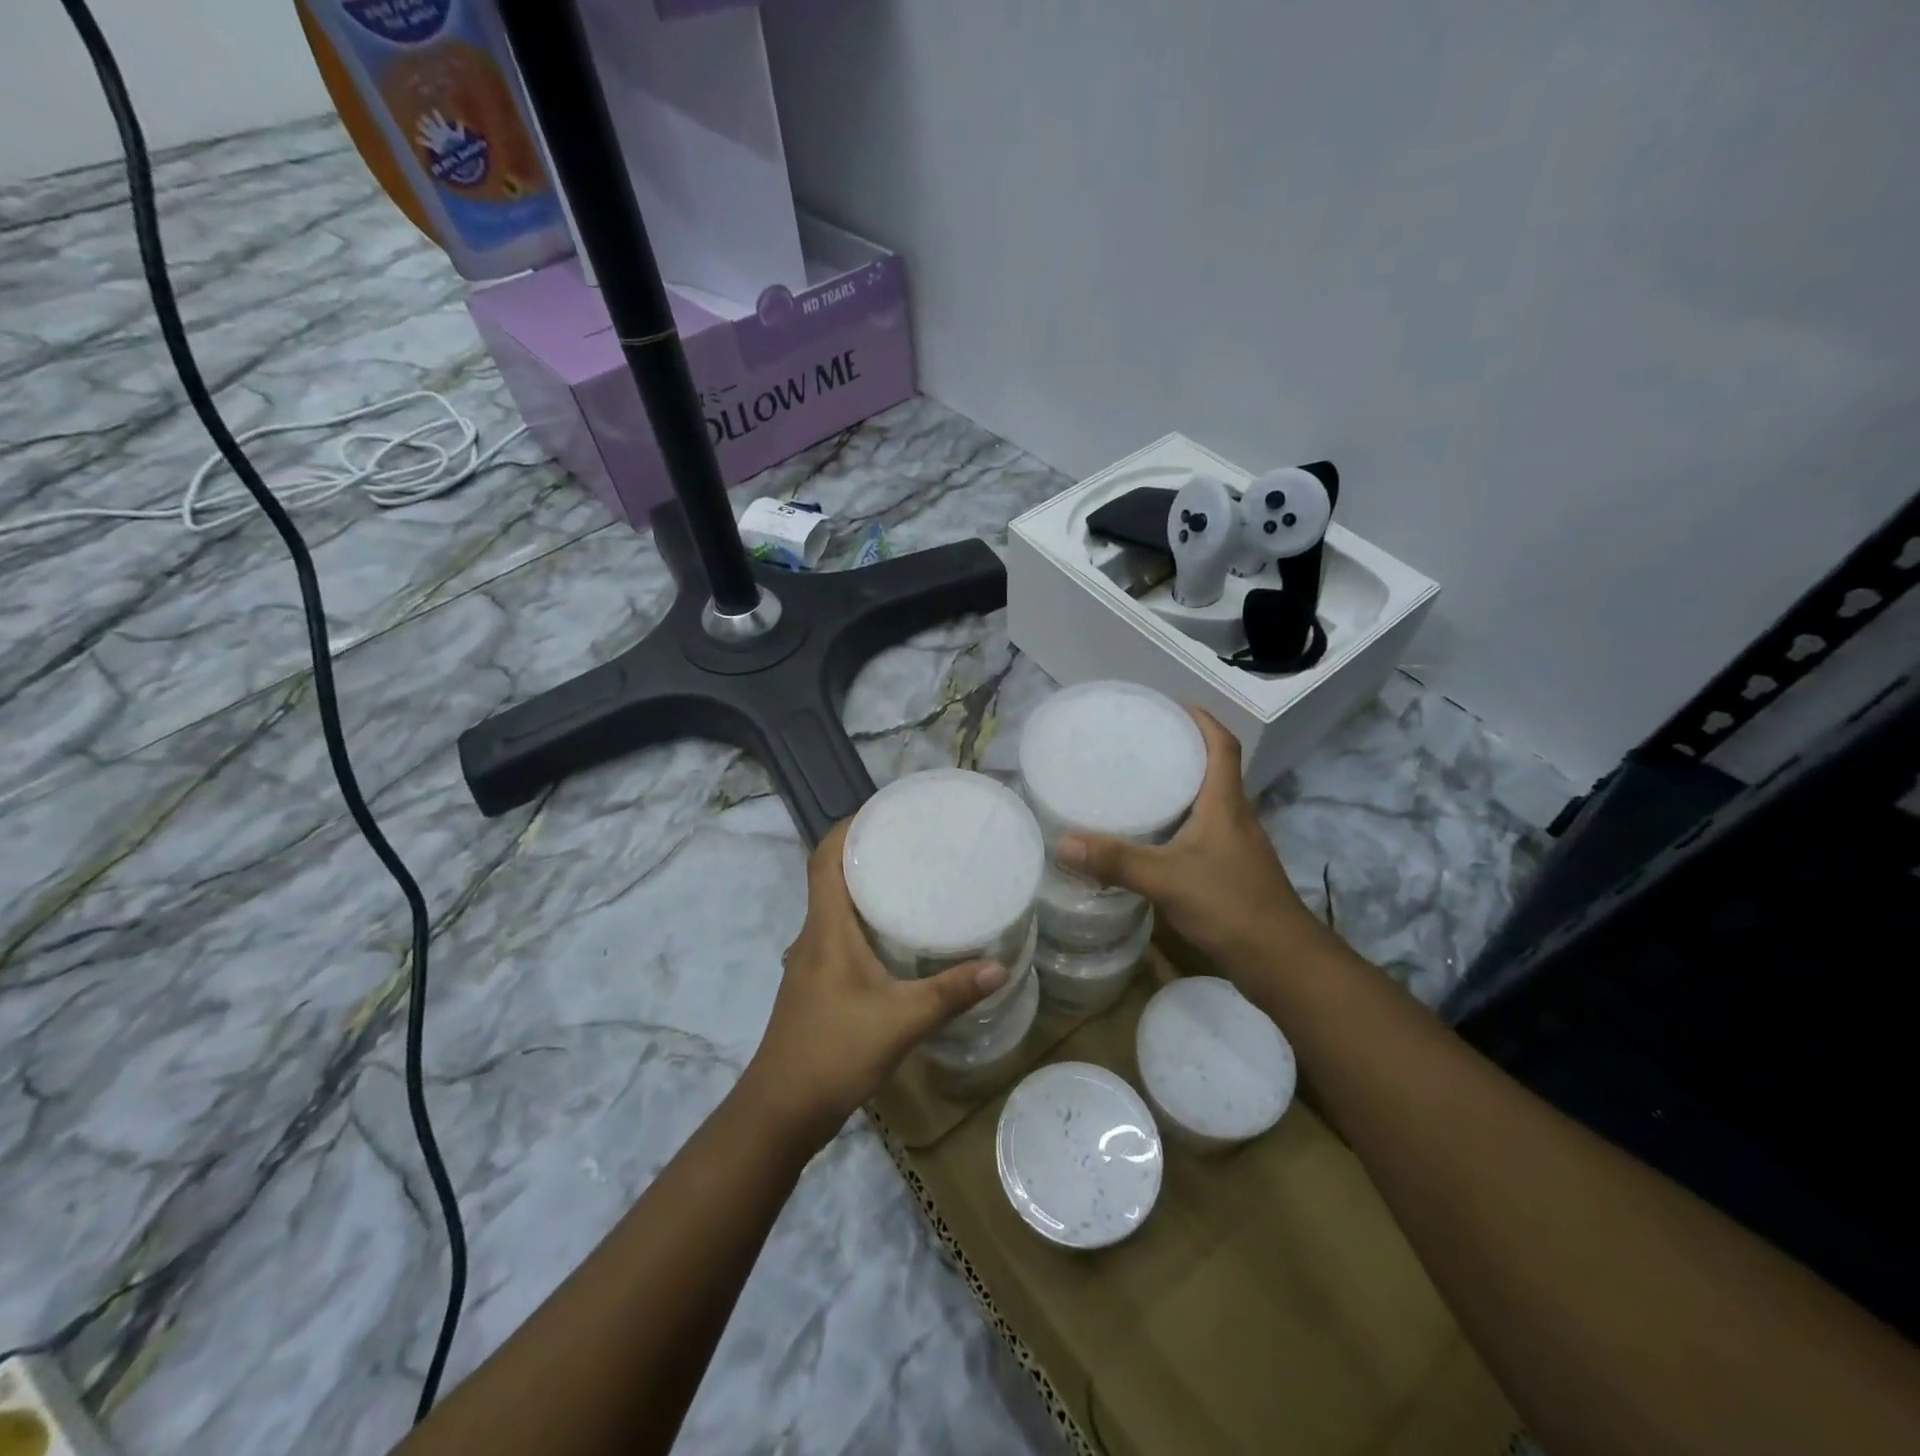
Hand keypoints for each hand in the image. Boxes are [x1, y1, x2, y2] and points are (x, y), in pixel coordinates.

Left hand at [744, 820, 1009, 1146]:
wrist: (780, 1112)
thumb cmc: (833, 1053)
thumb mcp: (901, 1021)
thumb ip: (950, 993)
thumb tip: (1001, 966)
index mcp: (825, 929)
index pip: (824, 859)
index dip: (848, 828)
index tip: (885, 812)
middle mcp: (813, 936)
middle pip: (831, 877)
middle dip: (867, 852)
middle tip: (914, 841)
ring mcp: (811, 962)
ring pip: (835, 908)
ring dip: (865, 887)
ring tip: (912, 878)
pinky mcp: (816, 984)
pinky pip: (839, 934)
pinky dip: (864, 920)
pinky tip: (896, 936)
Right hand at [1057, 706, 1338, 987]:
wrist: (1282, 962)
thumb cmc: (1230, 906)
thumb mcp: (1166, 879)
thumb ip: (1116, 861)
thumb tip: (1064, 843)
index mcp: (1226, 804)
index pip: (1222, 746)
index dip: (1202, 720)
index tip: (1172, 706)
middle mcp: (1236, 817)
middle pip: (1214, 770)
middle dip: (1182, 750)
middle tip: (1140, 744)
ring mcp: (1237, 846)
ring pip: (1209, 803)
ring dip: (1181, 788)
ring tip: (1139, 784)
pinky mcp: (1233, 872)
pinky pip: (1204, 832)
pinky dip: (1180, 823)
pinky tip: (1154, 839)